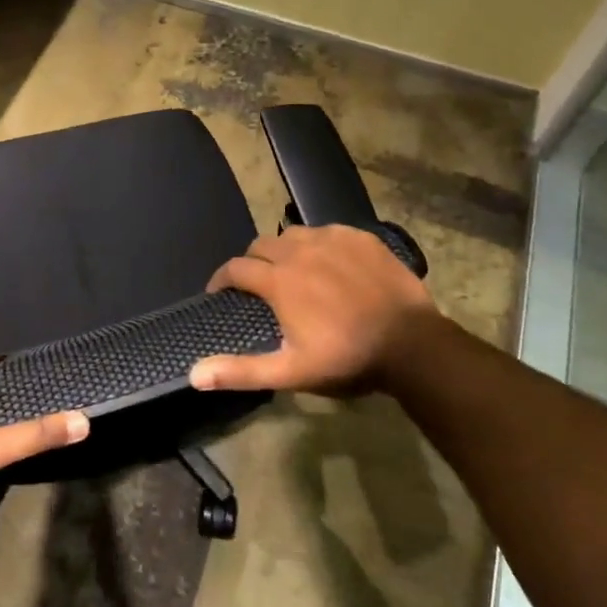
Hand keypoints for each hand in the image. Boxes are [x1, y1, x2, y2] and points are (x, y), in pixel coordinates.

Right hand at [189, 225, 438, 396]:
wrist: (413, 344)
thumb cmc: (347, 358)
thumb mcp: (291, 371)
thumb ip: (241, 371)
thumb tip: (193, 375)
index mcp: (278, 280)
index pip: (234, 268)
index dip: (221, 280)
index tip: (220, 293)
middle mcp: (299, 250)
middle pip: (260, 245)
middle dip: (252, 263)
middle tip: (259, 286)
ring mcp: (332, 239)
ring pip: (293, 234)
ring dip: (283, 250)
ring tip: (292, 271)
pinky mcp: (360, 237)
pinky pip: (327, 231)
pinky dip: (318, 245)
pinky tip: (328, 264)